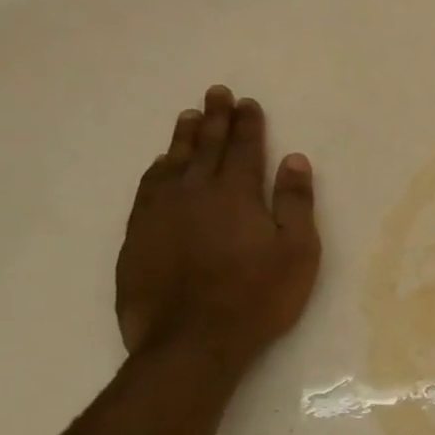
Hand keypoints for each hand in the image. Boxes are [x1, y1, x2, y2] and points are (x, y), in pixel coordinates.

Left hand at [115, 86, 320, 379]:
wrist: (191, 341)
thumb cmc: (256, 297)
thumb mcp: (297, 253)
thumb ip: (295, 203)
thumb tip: (294, 159)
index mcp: (236, 194)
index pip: (243, 149)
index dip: (247, 124)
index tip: (247, 102)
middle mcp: (194, 193)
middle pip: (205, 147)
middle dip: (215, 118)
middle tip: (216, 93)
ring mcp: (160, 213)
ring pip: (172, 163)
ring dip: (183, 138)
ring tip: (188, 117)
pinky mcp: (138, 236)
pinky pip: (147, 188)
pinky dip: (157, 169)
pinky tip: (161, 165)